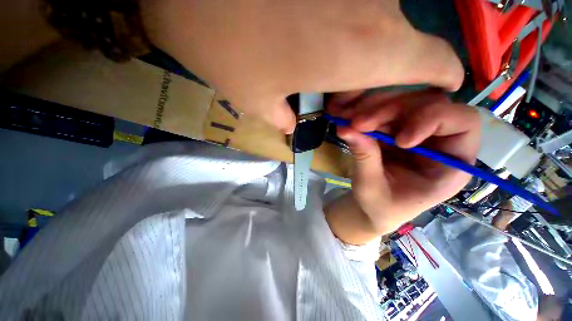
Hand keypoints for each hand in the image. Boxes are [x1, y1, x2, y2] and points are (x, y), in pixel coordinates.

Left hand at [140, 0, 463, 132]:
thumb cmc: (226, 48)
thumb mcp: (257, 99)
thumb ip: (282, 117)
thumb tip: (288, 123)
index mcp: (366, 52)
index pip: (436, 62)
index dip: (442, 77)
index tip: (437, 88)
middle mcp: (377, 13)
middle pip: (401, 54)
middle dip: (377, 82)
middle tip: (343, 99)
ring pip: (378, 32)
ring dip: (359, 59)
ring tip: (322, 74)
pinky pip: (355, 10)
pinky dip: (344, 32)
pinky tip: (310, 37)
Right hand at [325, 90, 480, 243]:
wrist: (372, 206)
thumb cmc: (381, 206)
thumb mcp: (371, 188)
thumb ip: (364, 157)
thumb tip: (346, 128)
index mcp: (450, 163)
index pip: (463, 124)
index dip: (433, 121)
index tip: (399, 141)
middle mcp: (437, 140)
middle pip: (427, 105)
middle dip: (390, 111)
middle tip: (357, 123)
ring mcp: (413, 131)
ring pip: (402, 103)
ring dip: (373, 110)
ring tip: (348, 121)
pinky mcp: (393, 129)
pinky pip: (383, 112)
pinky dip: (365, 113)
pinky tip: (348, 119)